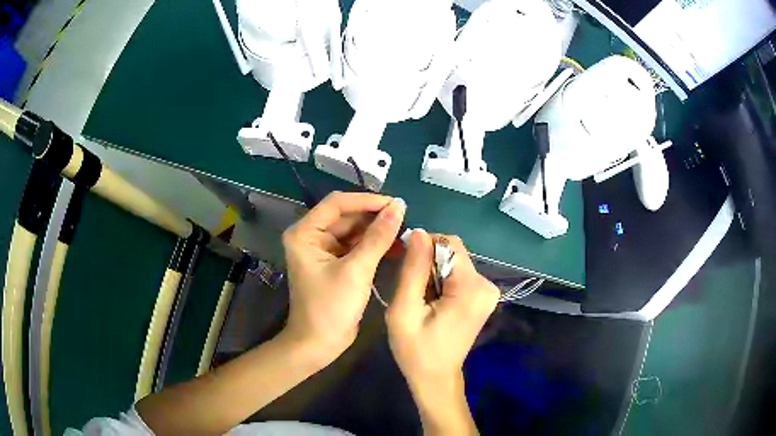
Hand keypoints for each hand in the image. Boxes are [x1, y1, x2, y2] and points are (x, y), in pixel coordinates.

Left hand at [281, 192, 405, 365]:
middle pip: (347, 216)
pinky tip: (395, 246)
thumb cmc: (331, 307)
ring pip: (354, 231)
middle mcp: (311, 236)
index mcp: (305, 233)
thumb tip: (399, 207)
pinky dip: (374, 246)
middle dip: (375, 217)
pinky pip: (356, 246)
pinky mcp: (335, 263)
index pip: (337, 203)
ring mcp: (323, 250)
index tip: (396, 204)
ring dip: (377, 231)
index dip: (367, 200)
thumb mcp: (356, 270)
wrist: (320, 343)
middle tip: (405, 219)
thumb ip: (378, 237)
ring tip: (405, 232)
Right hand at [386, 230, 498, 434]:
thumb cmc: (416, 350)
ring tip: (420, 299)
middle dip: (428, 263)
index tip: (405, 264)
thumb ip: (413, 269)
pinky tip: (432, 302)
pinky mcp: (483, 297)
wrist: (435, 378)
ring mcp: (488, 291)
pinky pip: (459, 274)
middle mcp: (486, 285)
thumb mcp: (404, 310)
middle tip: (411, 290)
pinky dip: (442, 281)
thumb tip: (418, 231)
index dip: (424, 247)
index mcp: (471, 288)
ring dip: (433, 273)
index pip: (449, 243)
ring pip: (454, 262)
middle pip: (453, 252)